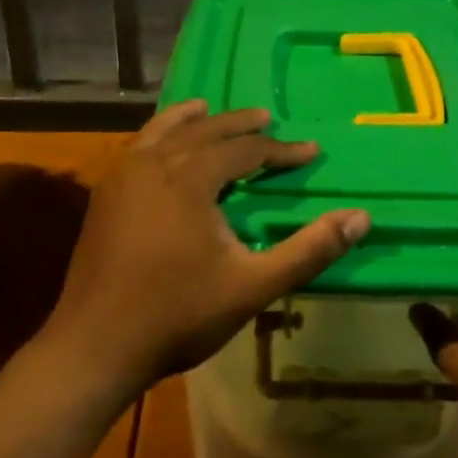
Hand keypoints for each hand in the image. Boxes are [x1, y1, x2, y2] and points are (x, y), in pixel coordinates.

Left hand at [48, 100, 370, 396]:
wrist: (96, 346)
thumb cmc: (179, 314)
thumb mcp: (253, 285)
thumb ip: (309, 250)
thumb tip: (361, 217)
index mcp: (189, 177)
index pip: (245, 150)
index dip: (281, 150)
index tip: (310, 151)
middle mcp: (153, 164)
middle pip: (203, 131)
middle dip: (238, 125)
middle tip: (266, 118)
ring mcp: (121, 178)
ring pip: (162, 133)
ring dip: (192, 121)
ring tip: (208, 111)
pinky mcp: (103, 197)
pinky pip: (138, 150)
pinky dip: (158, 138)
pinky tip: (161, 150)